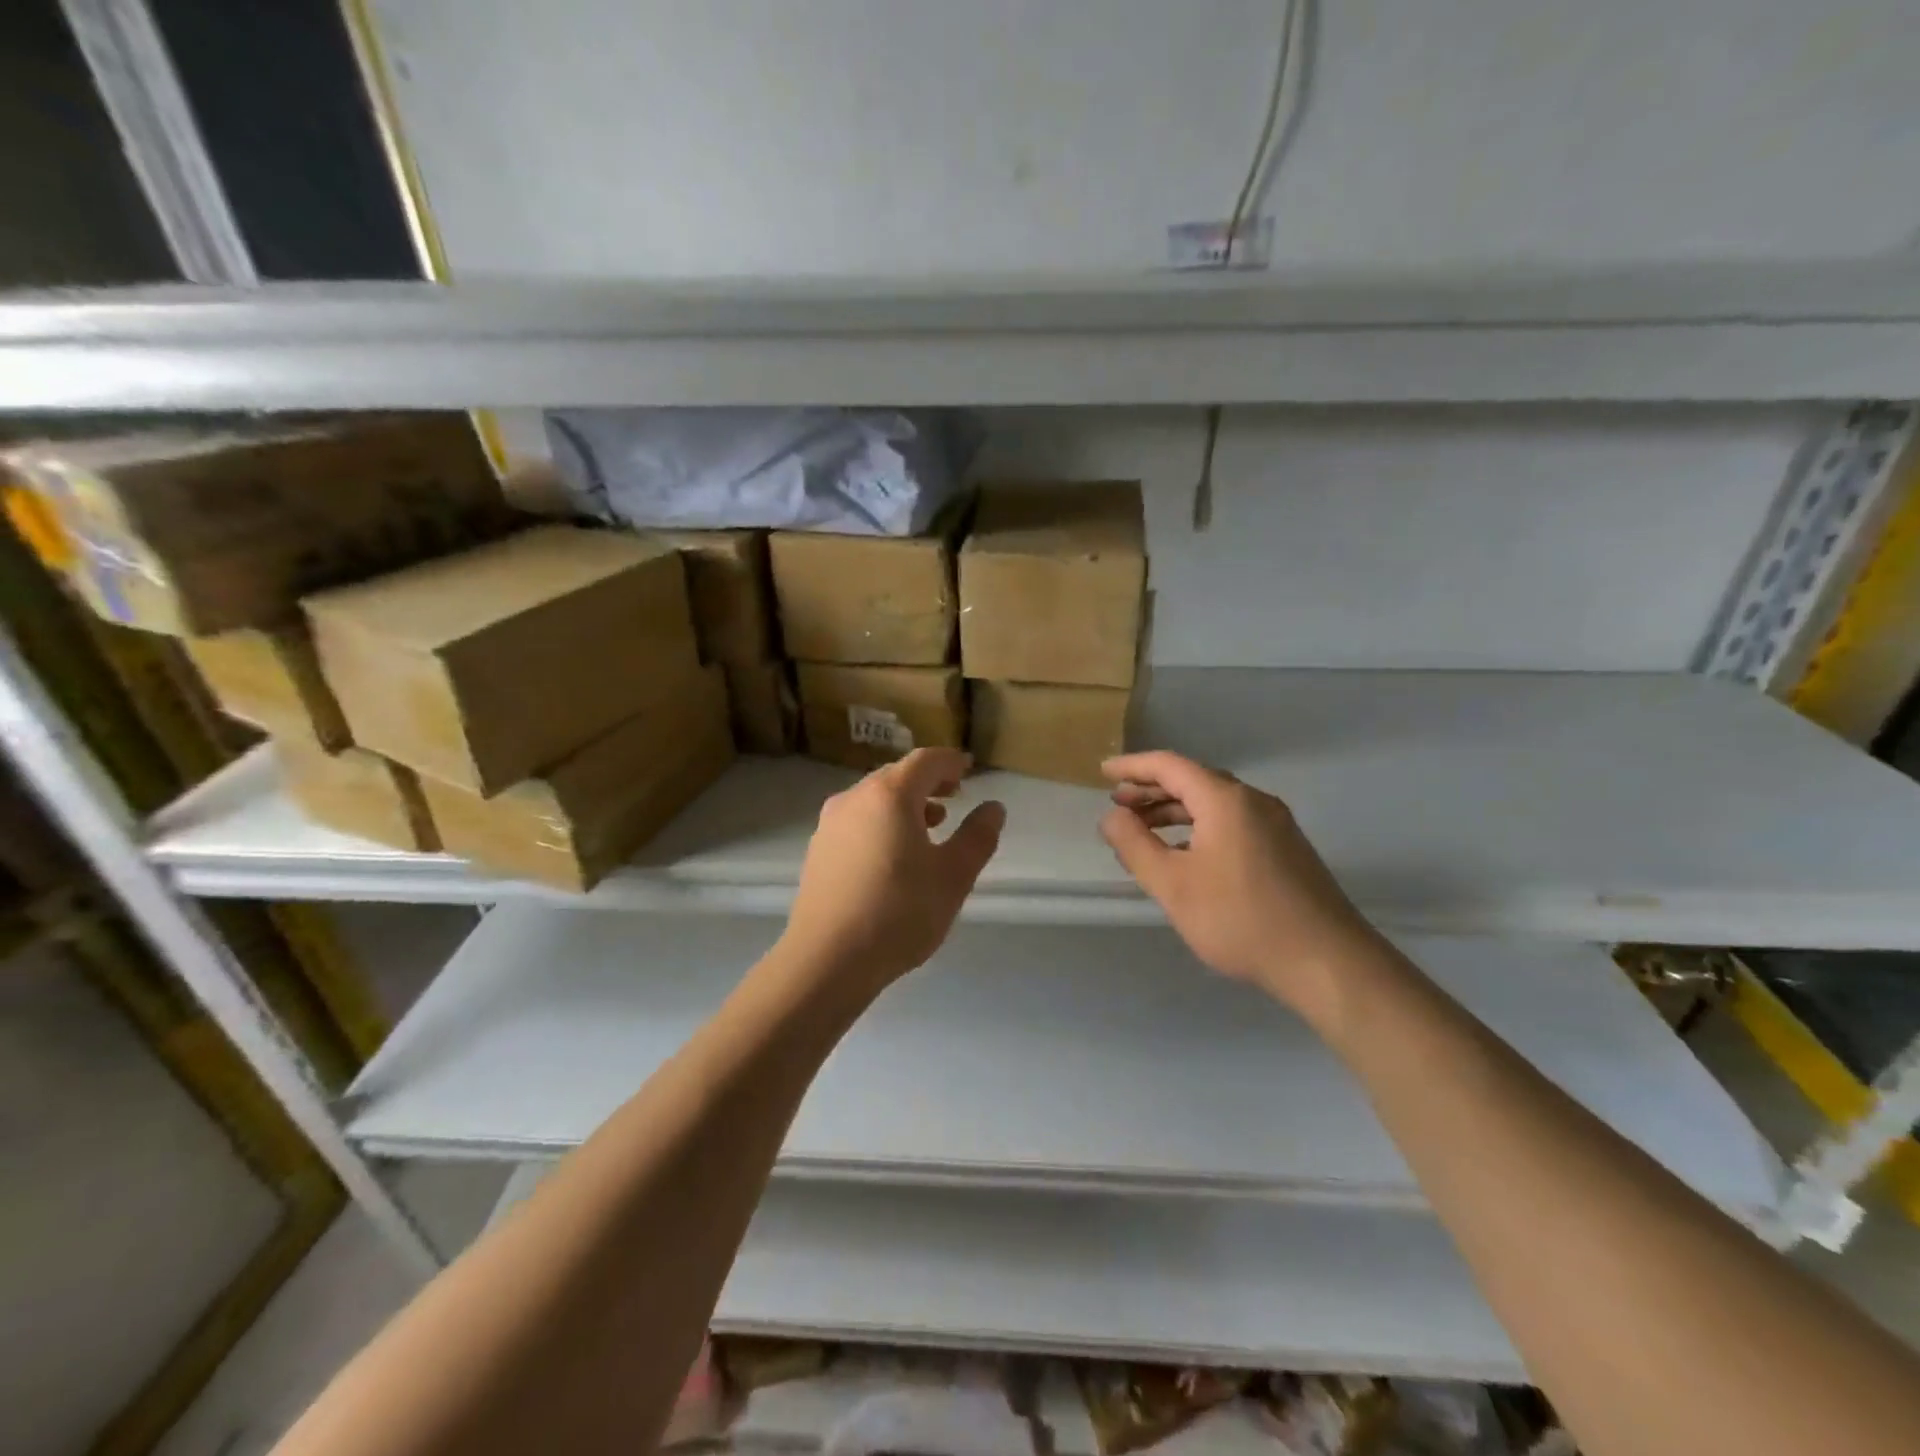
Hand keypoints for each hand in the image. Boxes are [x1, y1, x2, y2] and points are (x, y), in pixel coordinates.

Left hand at [781, 748, 1005, 994]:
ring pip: (874, 799)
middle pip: (896, 775)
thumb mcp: (953, 876)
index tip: (969, 769)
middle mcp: (854, 798)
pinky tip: (895, 853)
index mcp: (889, 795)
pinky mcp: (818, 851)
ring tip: (932, 824)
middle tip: (955, 794)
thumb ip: (977, 837)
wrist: (827, 959)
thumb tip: (993, 808)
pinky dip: (882, 822)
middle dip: (928, 781)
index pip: (925, 761)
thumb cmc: (899, 912)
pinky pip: (857, 821)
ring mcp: (830, 824)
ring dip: (905, 803)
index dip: (951, 761)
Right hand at [1099, 751, 1384, 1023]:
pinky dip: (1199, 828)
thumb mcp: (1173, 884)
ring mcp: (1275, 825)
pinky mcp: (1286, 849)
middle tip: (1118, 804)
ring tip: (1143, 829)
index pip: (1170, 766)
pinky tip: (1185, 855)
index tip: (1103, 773)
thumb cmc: (1240, 919)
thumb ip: (1135, 846)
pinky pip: (1232, 823)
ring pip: (1214, 804)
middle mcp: (1253, 801)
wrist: (1326, 962)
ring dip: (1175, 810)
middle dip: (1151, 790)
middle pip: (1193, 781)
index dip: (1133, 767)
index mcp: (1225, 800)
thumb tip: (1110, 817)